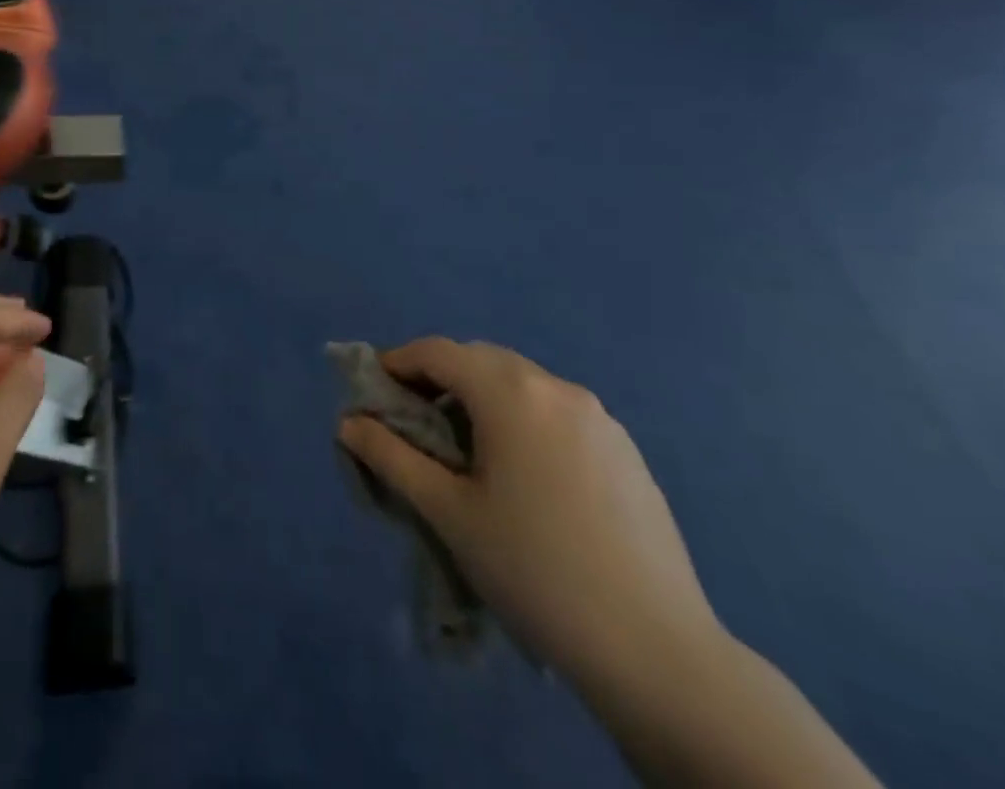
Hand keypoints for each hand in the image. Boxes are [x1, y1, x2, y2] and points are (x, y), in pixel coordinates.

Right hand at [339, 339, 723, 689]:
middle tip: (415, 422)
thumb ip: (392, 457)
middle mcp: (556, 388)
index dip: (398, 363)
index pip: (438, 352)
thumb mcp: (448, 512)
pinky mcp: (626, 450)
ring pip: (521, 384)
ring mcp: (599, 417)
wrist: (655, 651)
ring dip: (483, 398)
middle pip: (481, 361)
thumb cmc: (534, 571)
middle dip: (440, 379)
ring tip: (468, 451)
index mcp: (511, 393)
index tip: (374, 392)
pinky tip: (525, 476)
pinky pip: (557, 412)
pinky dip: (524, 420)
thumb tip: (349, 423)